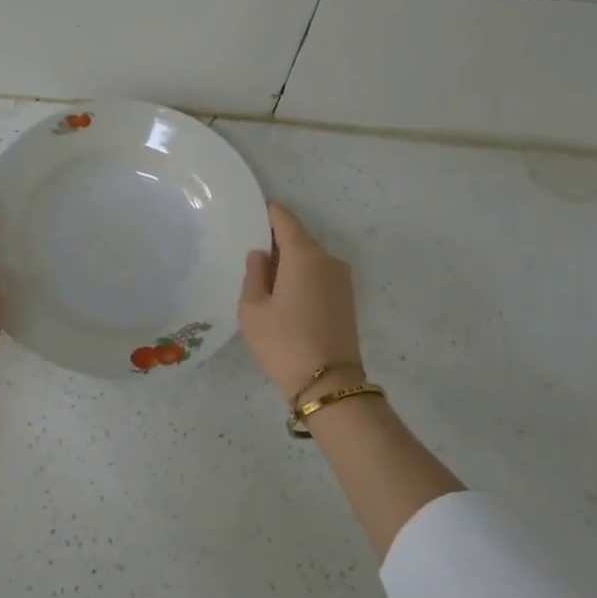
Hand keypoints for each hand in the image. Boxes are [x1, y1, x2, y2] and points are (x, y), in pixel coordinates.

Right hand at [238, 204, 363, 401]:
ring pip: (310, 259)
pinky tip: (285, 298)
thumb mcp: (252, 309)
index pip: (285, 219)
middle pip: (298, 239)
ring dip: (290, 263)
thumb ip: (254, 274)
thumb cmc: (283, 342)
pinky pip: (319, 276)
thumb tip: (261, 255)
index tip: (249, 214)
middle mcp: (328, 259)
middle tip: (250, 255)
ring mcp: (342, 280)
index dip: (267, 213)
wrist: (329, 385)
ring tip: (265, 281)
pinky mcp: (347, 300)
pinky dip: (302, 278)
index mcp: (304, 254)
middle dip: (276, 242)